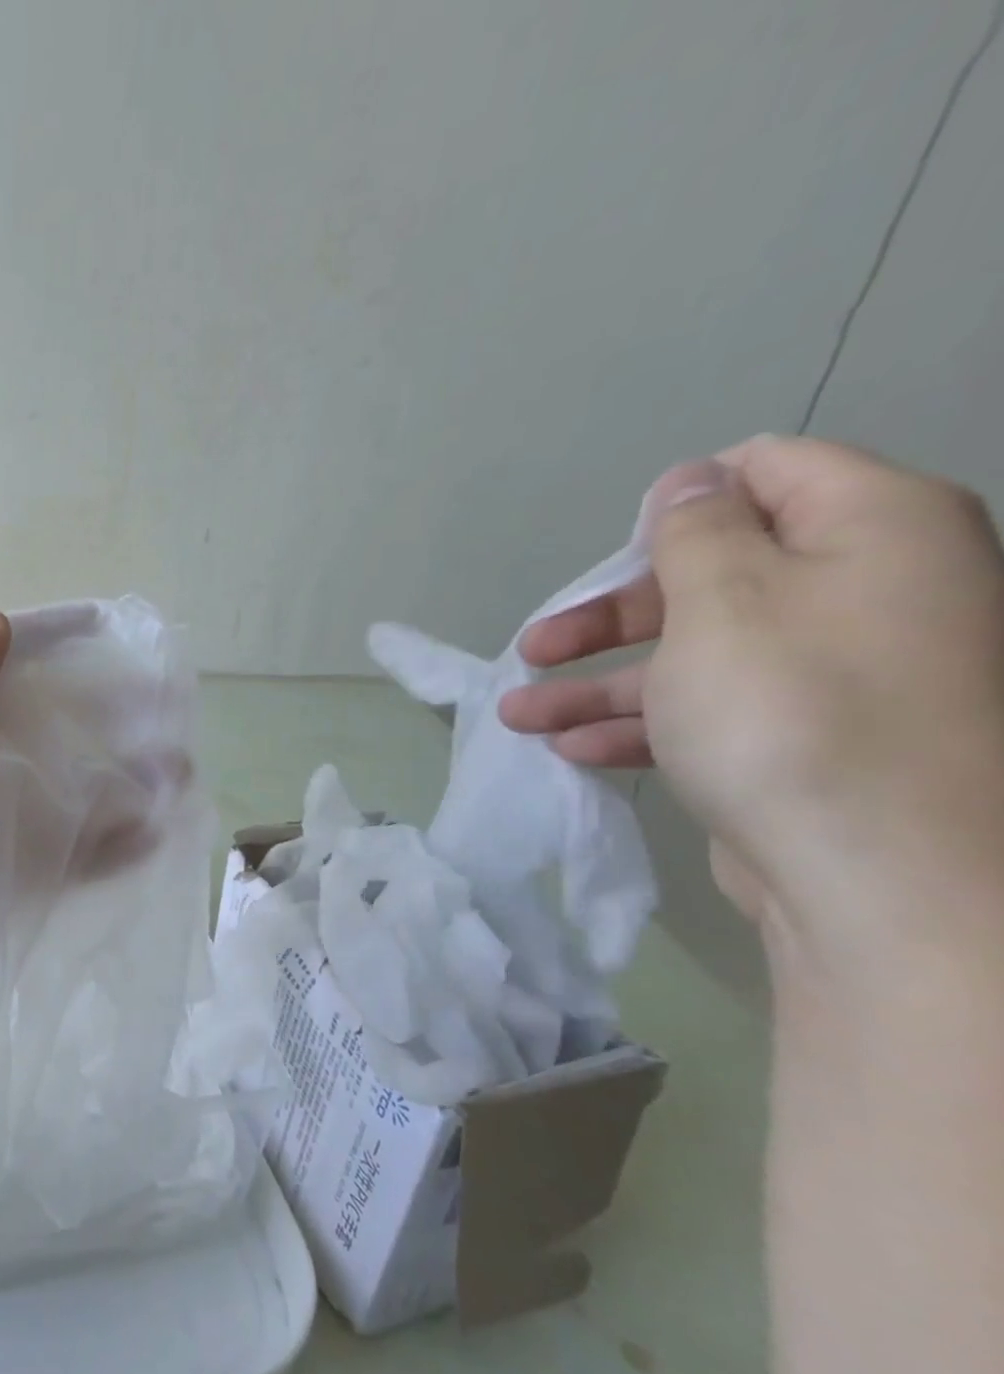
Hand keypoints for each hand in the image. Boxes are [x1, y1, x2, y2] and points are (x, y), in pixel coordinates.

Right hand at [500, 436, 1003, 943]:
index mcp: (873, 530)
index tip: (615, 554)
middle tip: (536, 646)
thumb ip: (697, 529)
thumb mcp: (722, 598)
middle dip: (610, 615)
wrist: (881, 875)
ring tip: (520, 715)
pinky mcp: (805, 738)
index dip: (683, 502)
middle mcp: (868, 590)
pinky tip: (573, 750)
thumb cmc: (789, 710)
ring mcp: (837, 673)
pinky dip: (640, 724)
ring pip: (696, 654)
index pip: (768, 470)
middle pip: (712, 574)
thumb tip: (694, 479)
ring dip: (599, 682)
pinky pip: (711, 710)